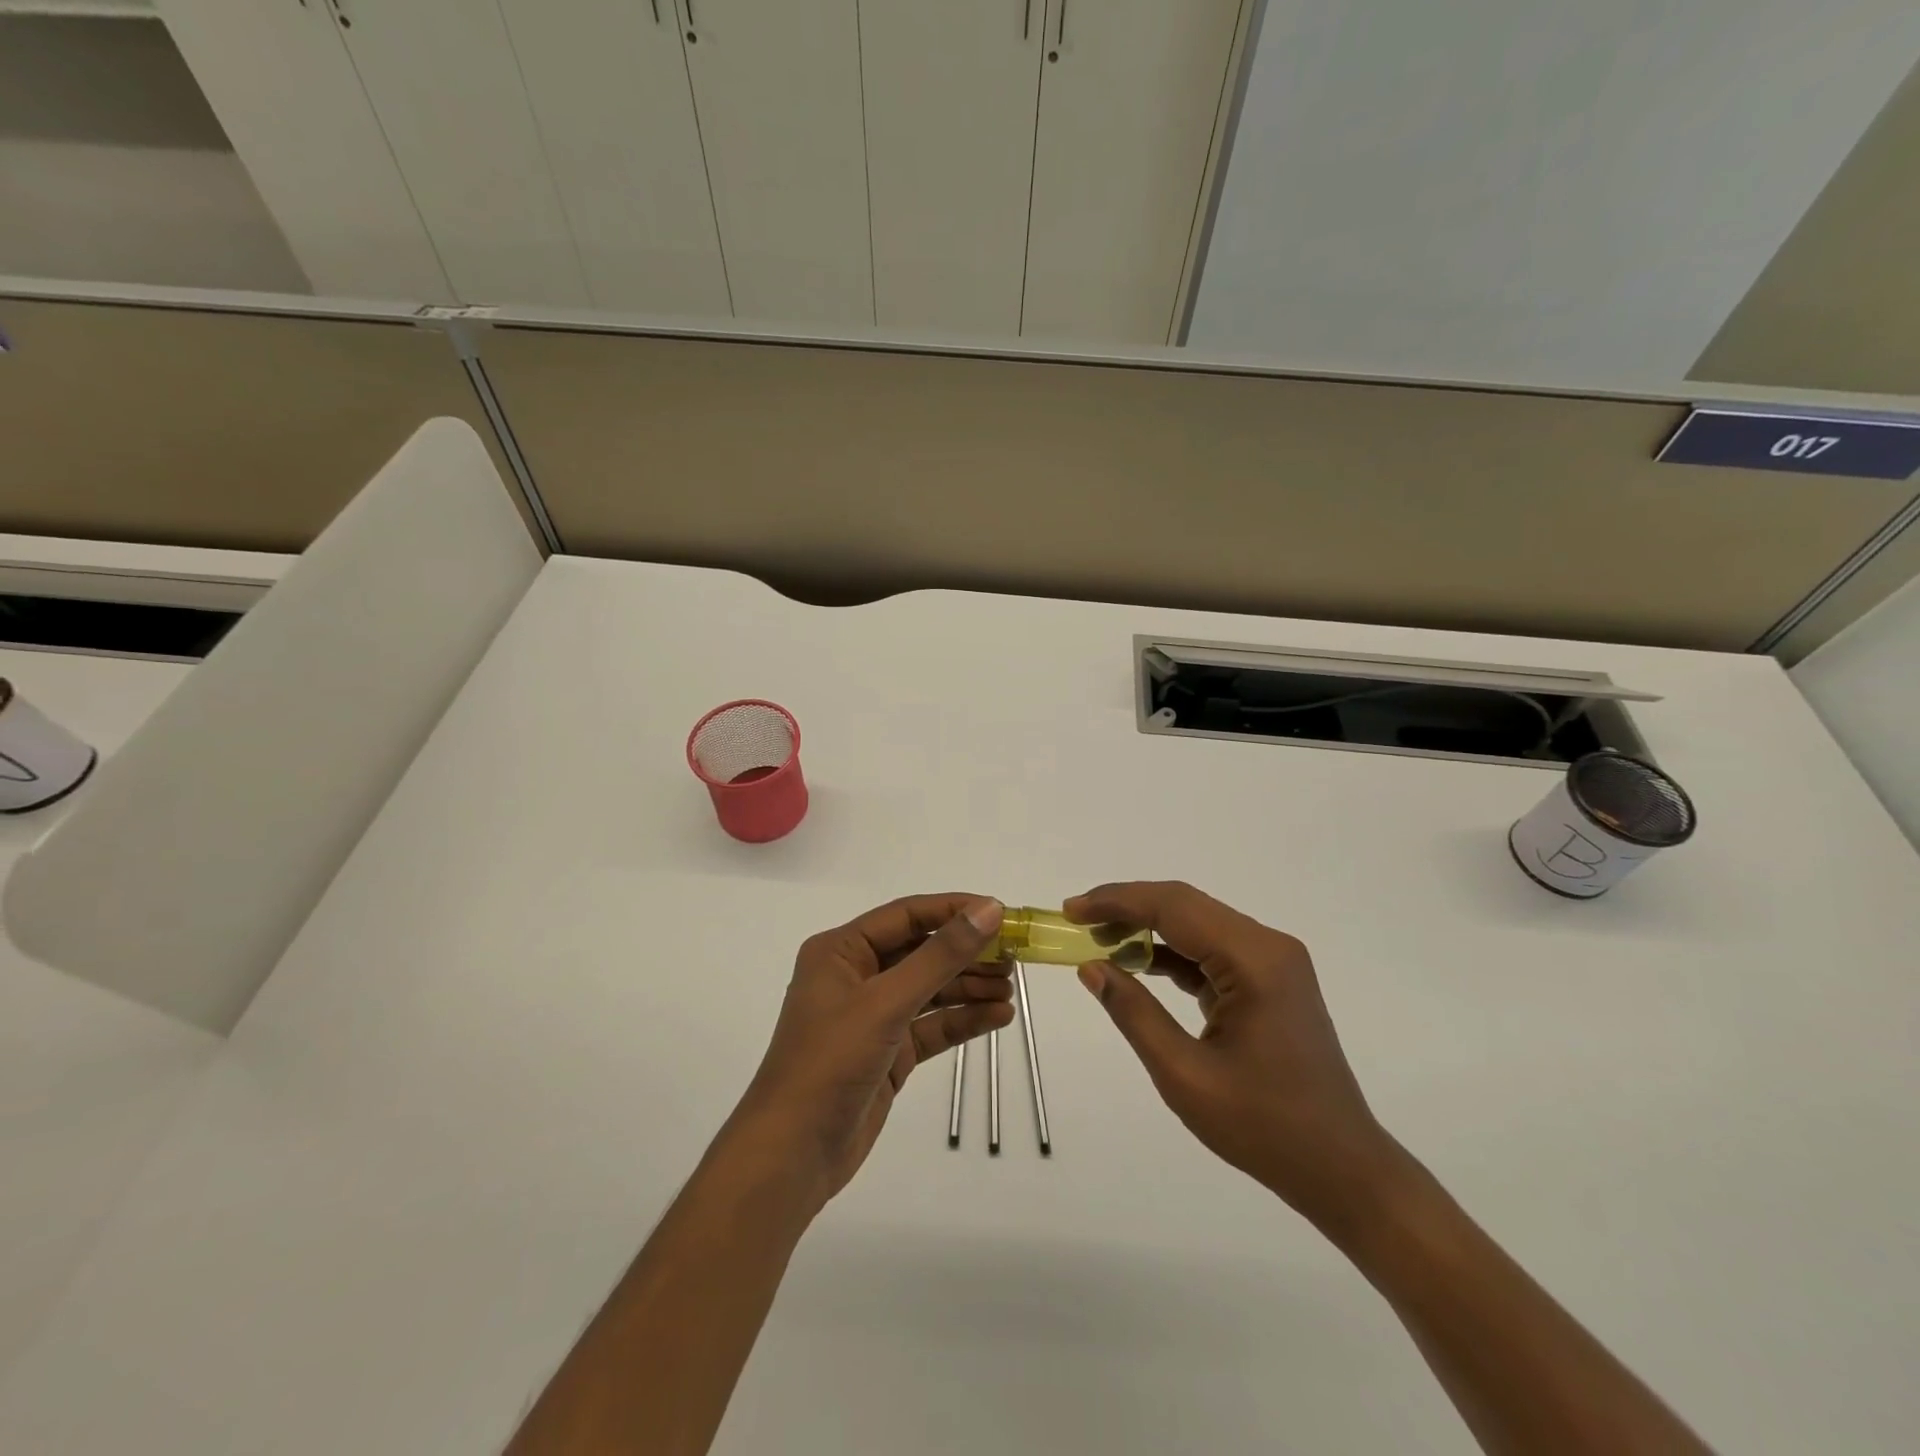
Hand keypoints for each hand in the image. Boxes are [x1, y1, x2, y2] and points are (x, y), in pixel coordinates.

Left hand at [729, 895, 1012, 1204]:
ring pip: (930, 989)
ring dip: (969, 986)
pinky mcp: (888, 1052)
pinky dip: (963, 1020)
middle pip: (921, 951)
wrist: (792, 1155)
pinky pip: (931, 1025)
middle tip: (1014, 956)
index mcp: (842, 951)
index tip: (1000, 912)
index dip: (954, 910)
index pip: (906, 916)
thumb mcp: (887, 1002)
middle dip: (966, 953)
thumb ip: (940, 955)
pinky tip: (998, 1016)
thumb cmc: (831, 1062)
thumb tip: (989, 910)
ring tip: (1010, 988)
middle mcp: (856, 976)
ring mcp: (873, 1016)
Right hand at [1066, 881, 1400, 1233]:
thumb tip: (1091, 967)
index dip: (1117, 901)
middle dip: (1127, 907)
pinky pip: (1210, 950)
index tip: (1071, 910)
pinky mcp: (1268, 980)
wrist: (1341, 1168)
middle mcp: (1268, 946)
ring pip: (1196, 923)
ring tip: (1097, 939)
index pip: (1174, 907)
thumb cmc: (1264, 1128)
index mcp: (1255, 960)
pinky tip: (1135, 962)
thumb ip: (1134, 1013)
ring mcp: (1272, 962)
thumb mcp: (1185, 1075)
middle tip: (1077, 921)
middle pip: (1185, 906)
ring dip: (1146, 927)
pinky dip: (1170, 952)